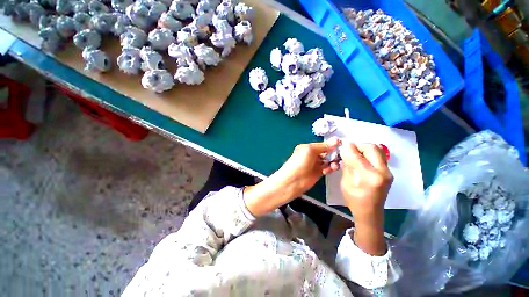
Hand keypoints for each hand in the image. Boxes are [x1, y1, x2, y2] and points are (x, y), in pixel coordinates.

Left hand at [244, 138, 339, 216]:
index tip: (343, 145)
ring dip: (333, 162)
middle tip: (340, 156)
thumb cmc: (299, 163)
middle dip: (334, 153)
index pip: (323, 144)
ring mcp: (315, 164)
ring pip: (328, 161)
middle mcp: (311, 155)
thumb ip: (323, 146)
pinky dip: (330, 168)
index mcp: (308, 148)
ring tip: (333, 165)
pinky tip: (328, 170)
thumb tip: (336, 140)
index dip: (332, 145)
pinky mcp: (318, 173)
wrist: (293, 181)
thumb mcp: (309, 150)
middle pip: (327, 152)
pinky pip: (327, 168)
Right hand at [339, 142, 392, 254]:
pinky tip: (361, 158)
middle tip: (348, 149)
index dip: (348, 147)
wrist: (370, 213)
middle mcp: (383, 172)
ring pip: (378, 150)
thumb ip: (347, 165)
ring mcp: (388, 172)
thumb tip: (344, 151)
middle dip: (358, 145)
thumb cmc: (354, 200)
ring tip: (354, 153)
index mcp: (369, 177)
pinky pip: (379, 156)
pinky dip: (369, 153)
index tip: (341, 144)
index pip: (357, 155)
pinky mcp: (388, 172)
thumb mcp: (345, 183)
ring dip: (364, 148)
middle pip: (372, 147)